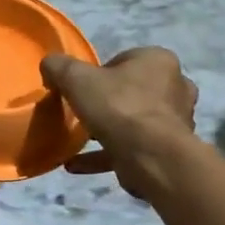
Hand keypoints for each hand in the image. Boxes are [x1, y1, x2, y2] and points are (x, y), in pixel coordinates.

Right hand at [41, 47, 199, 197]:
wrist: (150, 156)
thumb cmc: (117, 106)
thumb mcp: (77, 79)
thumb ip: (60, 67)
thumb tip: (49, 64)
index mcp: (159, 60)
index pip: (124, 60)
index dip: (99, 74)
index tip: (81, 89)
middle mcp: (175, 87)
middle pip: (132, 91)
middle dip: (107, 102)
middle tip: (83, 113)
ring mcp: (175, 121)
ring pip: (134, 121)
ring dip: (107, 130)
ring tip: (78, 140)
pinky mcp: (167, 150)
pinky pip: (131, 148)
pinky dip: (105, 155)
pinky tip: (75, 164)